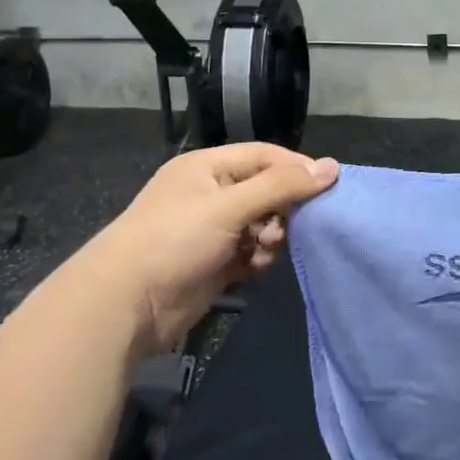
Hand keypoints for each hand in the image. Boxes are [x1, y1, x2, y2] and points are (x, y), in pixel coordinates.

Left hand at [83, 144, 338, 353]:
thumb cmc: (175, 240)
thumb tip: (332, 167)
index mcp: (207, 167)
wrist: (127, 303)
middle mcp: (211, 194)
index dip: (296, 169)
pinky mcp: (215, 262)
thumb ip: (281, 187)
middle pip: (266, 191)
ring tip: (265, 249)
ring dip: (272, 237)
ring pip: (261, 224)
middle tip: (292, 227)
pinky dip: (259, 258)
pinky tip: (255, 268)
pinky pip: (251, 252)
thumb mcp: (229, 206)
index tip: (328, 188)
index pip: (264, 156)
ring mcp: (212, 230)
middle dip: (284, 209)